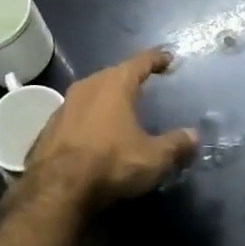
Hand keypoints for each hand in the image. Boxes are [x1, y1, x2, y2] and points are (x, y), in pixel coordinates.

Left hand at [26, 50, 196, 208]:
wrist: (57, 188)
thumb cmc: (111, 163)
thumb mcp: (153, 158)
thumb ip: (176, 145)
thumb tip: (194, 136)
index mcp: (115, 84)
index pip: (140, 62)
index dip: (156, 58)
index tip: (168, 57)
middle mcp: (88, 85)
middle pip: (113, 74)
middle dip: (129, 78)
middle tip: (145, 84)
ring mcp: (65, 104)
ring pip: (92, 92)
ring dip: (107, 98)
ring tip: (120, 108)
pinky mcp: (50, 125)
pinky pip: (77, 113)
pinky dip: (90, 117)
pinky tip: (95, 132)